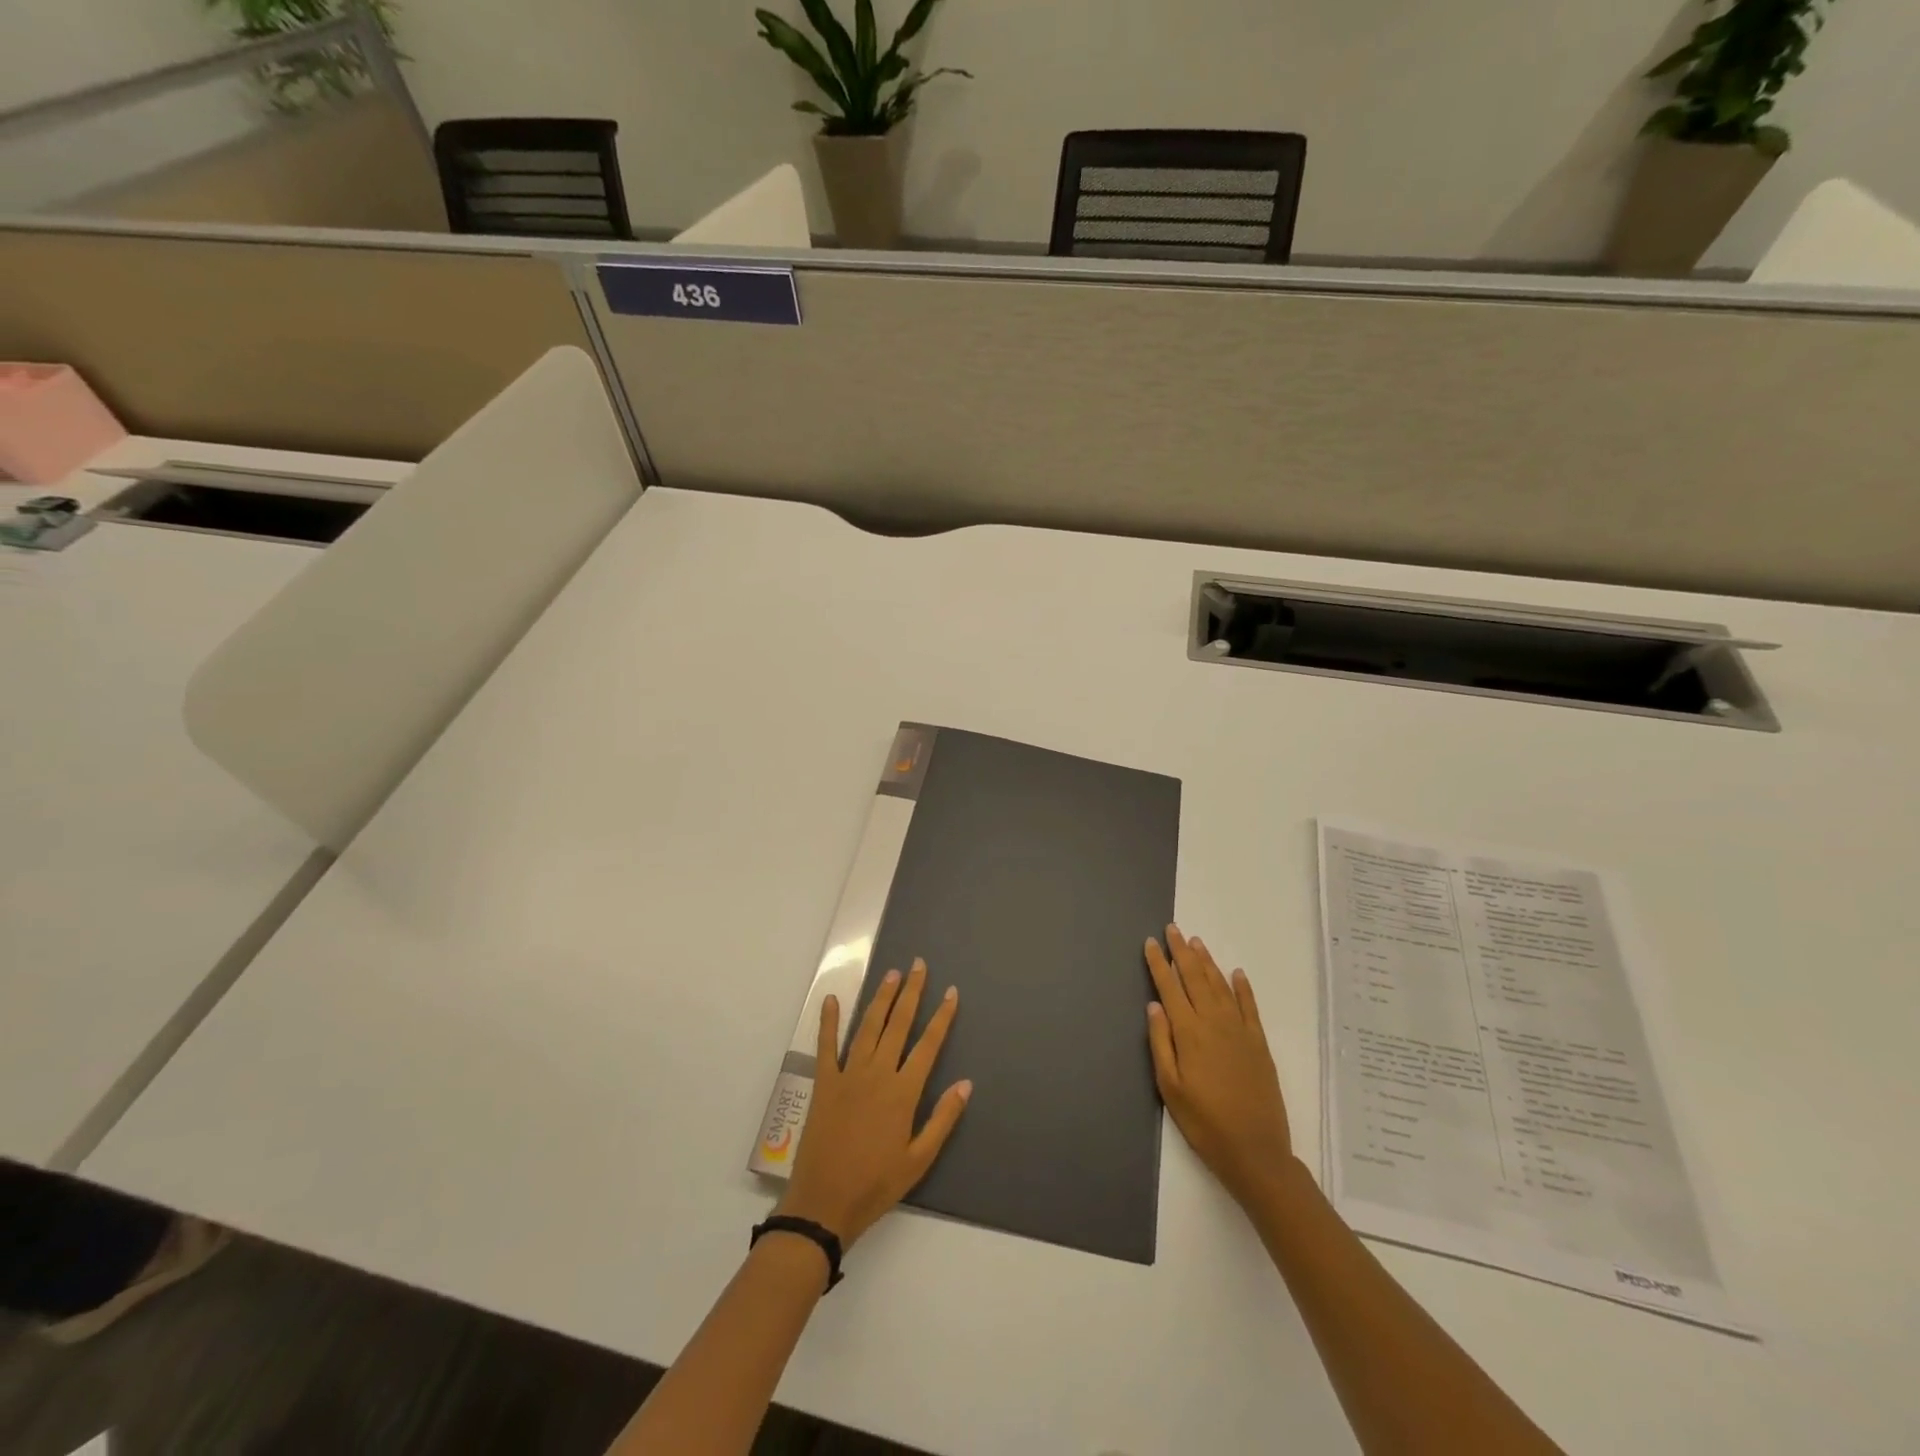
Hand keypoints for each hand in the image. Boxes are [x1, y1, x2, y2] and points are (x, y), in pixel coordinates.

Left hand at [776, 959, 971, 1247]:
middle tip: (919, 965)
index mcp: (903, 1092)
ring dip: (881, 999)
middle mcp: (877, 1074)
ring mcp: (848, 1075)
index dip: (942, 1017)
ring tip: (892, 974)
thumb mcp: (919, 1160)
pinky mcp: (824, 1083)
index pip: (928, 1044)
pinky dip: (829, 1022)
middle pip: (898, 1024)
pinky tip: (831, 1000)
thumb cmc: (876, 1184)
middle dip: (911, 993)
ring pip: (868, 1027)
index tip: (951, 992)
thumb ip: (942, 1119)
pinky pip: (826, 1046)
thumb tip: (966, 1083)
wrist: (824, 1204)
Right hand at [1146, 925, 1293, 1206]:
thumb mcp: (1170, 1088)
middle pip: (1195, 977)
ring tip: (1197, 942)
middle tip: (1173, 929)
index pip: (1169, 987)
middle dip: (1182, 951)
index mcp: (1189, 1033)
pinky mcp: (1259, 1044)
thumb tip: (1154, 1005)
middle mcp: (1214, 1023)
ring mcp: (1240, 1031)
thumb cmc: (1204, 1123)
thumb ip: (1161, 1043)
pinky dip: (1242, 987)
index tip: (1151, 942)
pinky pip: (1249, 1006)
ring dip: (1208, 962)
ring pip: (1220, 986)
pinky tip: (1236, 973)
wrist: (1256, 1151)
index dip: (1159, 963)